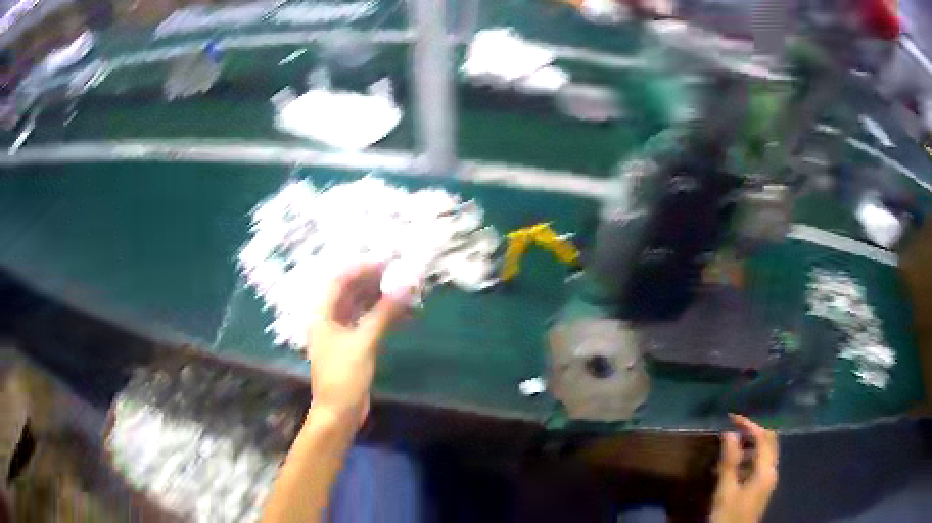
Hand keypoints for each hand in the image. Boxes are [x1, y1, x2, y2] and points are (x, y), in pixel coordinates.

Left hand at [307, 264, 405, 424]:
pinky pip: (367, 322)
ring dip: (380, 299)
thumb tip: (406, 287)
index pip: (340, 281)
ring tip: (404, 291)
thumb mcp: (364, 342)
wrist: (339, 413)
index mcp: (322, 314)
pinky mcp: (352, 346)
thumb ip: (384, 313)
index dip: (362, 268)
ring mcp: (340, 334)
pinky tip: (401, 313)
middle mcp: (329, 319)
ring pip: (361, 307)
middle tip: (401, 274)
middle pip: (350, 292)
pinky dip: (382, 316)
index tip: (387, 262)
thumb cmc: (344, 376)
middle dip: (374, 282)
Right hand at [710, 414, 778, 522]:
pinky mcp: (762, 487)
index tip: (731, 418)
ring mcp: (768, 479)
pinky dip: (749, 457)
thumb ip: (729, 462)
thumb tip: (729, 433)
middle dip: (753, 430)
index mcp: (766, 470)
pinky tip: (733, 466)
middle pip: (769, 441)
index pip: (763, 437)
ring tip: (729, 447)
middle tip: (733, 427)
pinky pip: (760, 464)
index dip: (749, 424)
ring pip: (765, 452)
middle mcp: (771, 470)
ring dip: (750, 444)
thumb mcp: (726, 491)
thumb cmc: (729, 515)